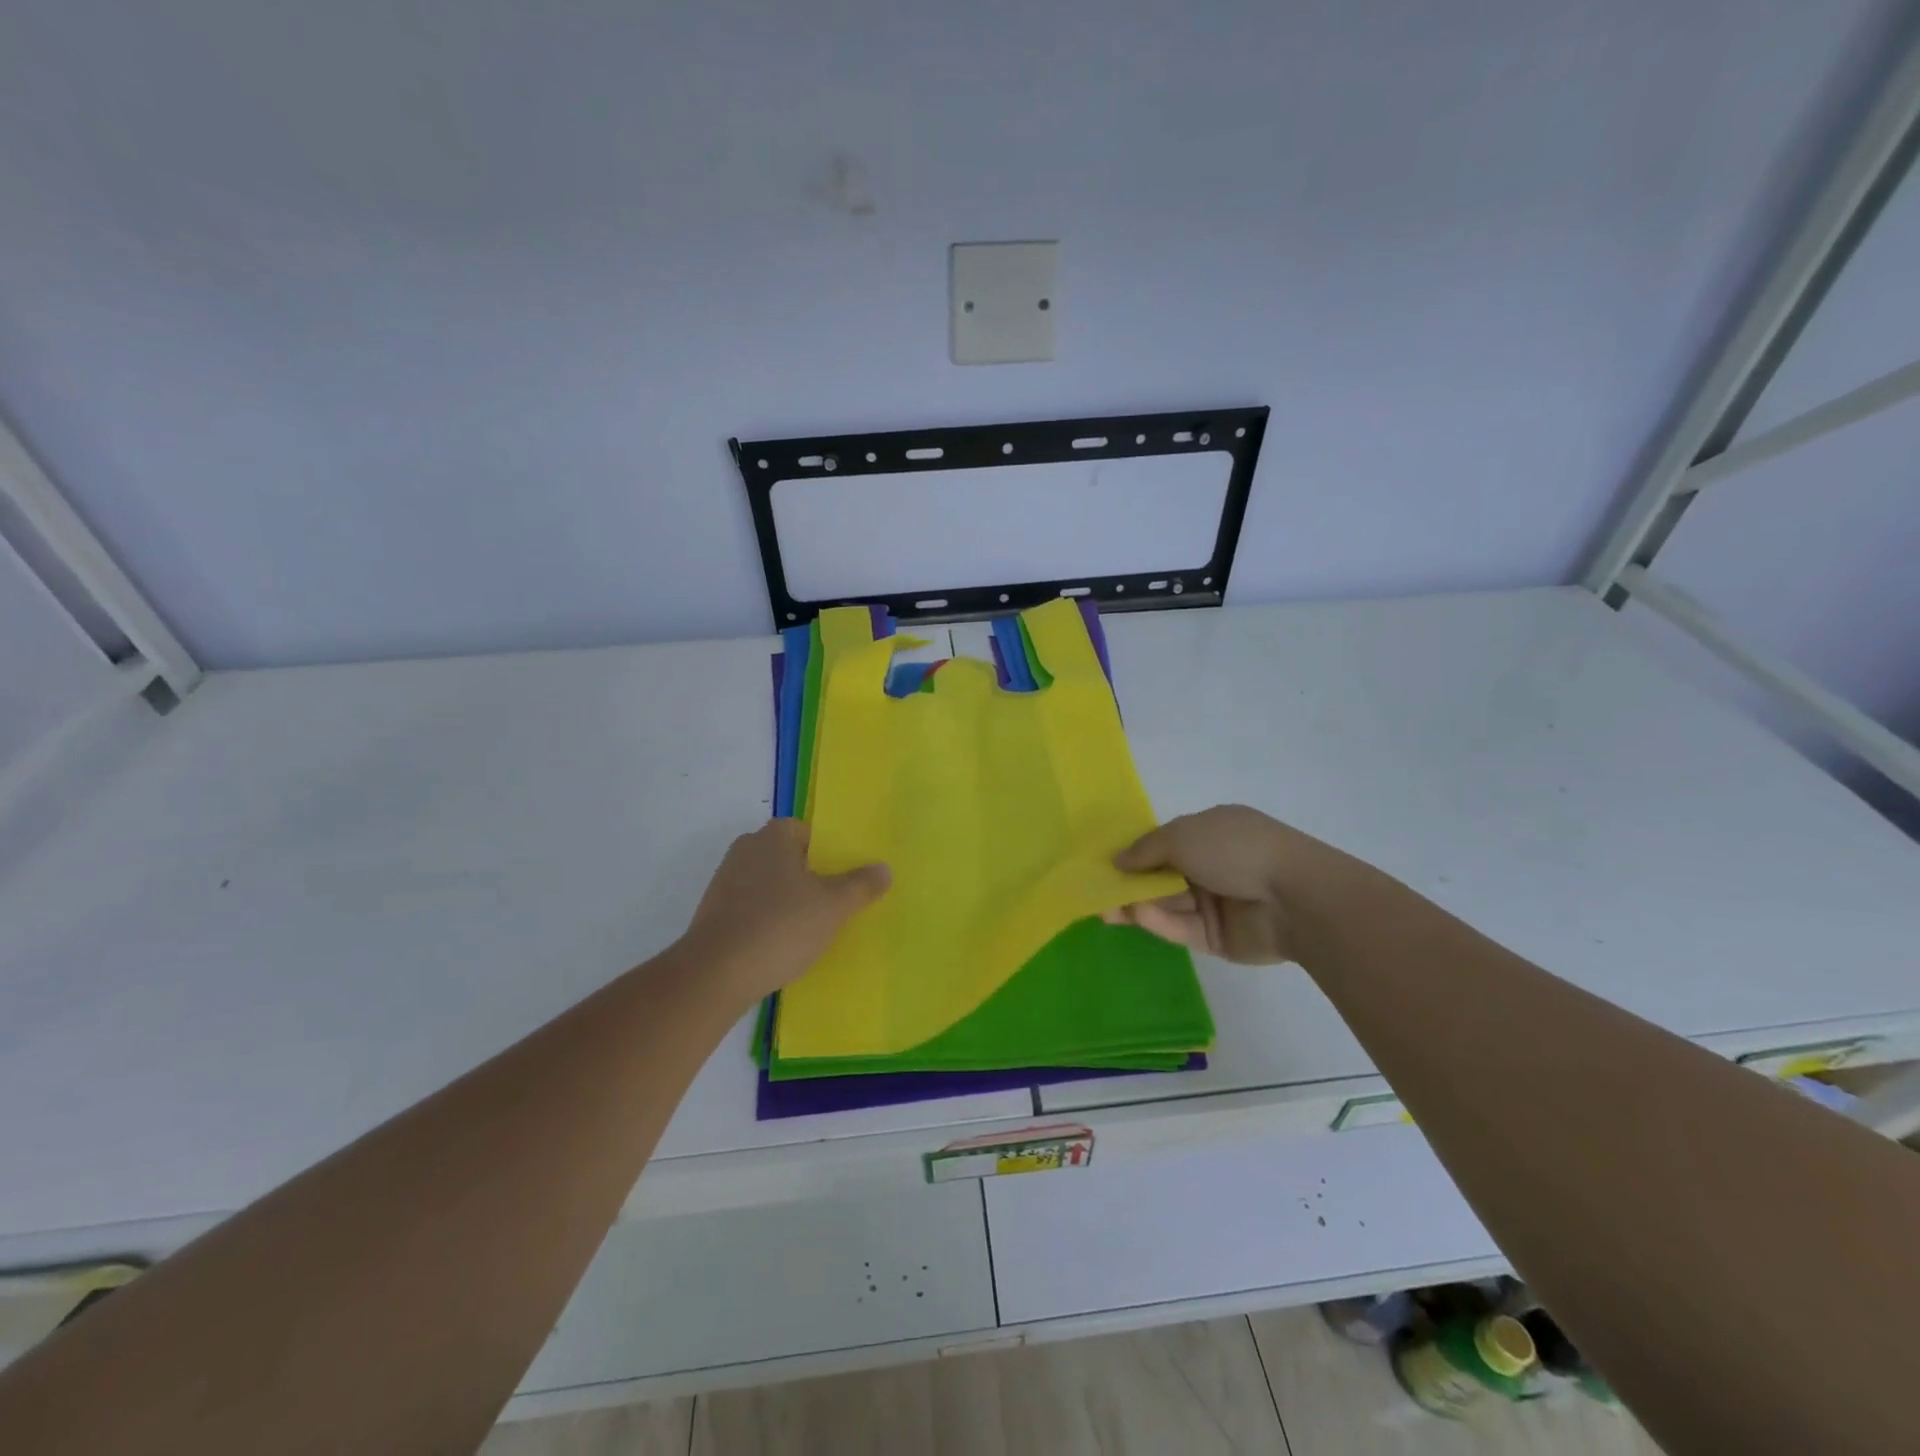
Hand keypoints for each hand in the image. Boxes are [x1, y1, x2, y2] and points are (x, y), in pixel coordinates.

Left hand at [680, 820, 889, 1002]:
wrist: (715, 974)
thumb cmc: (780, 927)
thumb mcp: (833, 906)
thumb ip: (861, 885)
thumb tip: (884, 869)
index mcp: (773, 836)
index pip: (808, 832)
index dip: (829, 854)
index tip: (844, 879)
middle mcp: (746, 849)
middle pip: (789, 857)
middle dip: (810, 877)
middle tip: (834, 904)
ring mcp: (725, 881)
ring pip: (769, 884)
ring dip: (788, 901)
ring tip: (810, 929)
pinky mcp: (714, 913)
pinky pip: (751, 908)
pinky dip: (767, 920)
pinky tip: (781, 945)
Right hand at [1107, 805, 1347, 964]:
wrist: (1294, 898)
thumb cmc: (1235, 850)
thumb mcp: (1182, 836)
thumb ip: (1145, 850)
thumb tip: (1116, 860)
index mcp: (1210, 832)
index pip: (1165, 842)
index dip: (1135, 852)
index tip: (1104, 864)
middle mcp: (1213, 865)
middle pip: (1162, 876)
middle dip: (1131, 883)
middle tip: (1097, 893)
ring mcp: (1217, 902)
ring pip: (1168, 903)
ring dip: (1139, 904)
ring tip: (1107, 910)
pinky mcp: (1218, 937)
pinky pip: (1182, 928)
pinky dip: (1160, 921)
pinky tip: (1138, 916)